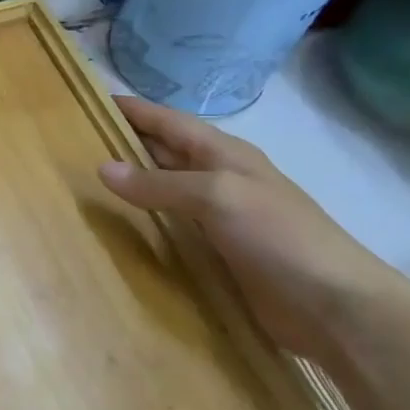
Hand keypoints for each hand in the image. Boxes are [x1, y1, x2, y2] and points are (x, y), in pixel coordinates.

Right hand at [97, 95, 409, 370]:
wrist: (336, 308)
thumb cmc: (280, 237)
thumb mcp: (218, 196)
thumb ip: (159, 183)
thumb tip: (102, 168)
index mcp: (223, 153)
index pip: (167, 121)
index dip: (132, 110)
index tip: (89, 101)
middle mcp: (219, 178)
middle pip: (163, 152)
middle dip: (124, 143)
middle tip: (73, 144)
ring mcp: (219, 217)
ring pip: (164, 190)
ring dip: (130, 184)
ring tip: (83, 183)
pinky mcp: (218, 252)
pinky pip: (171, 227)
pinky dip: (144, 222)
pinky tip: (117, 229)